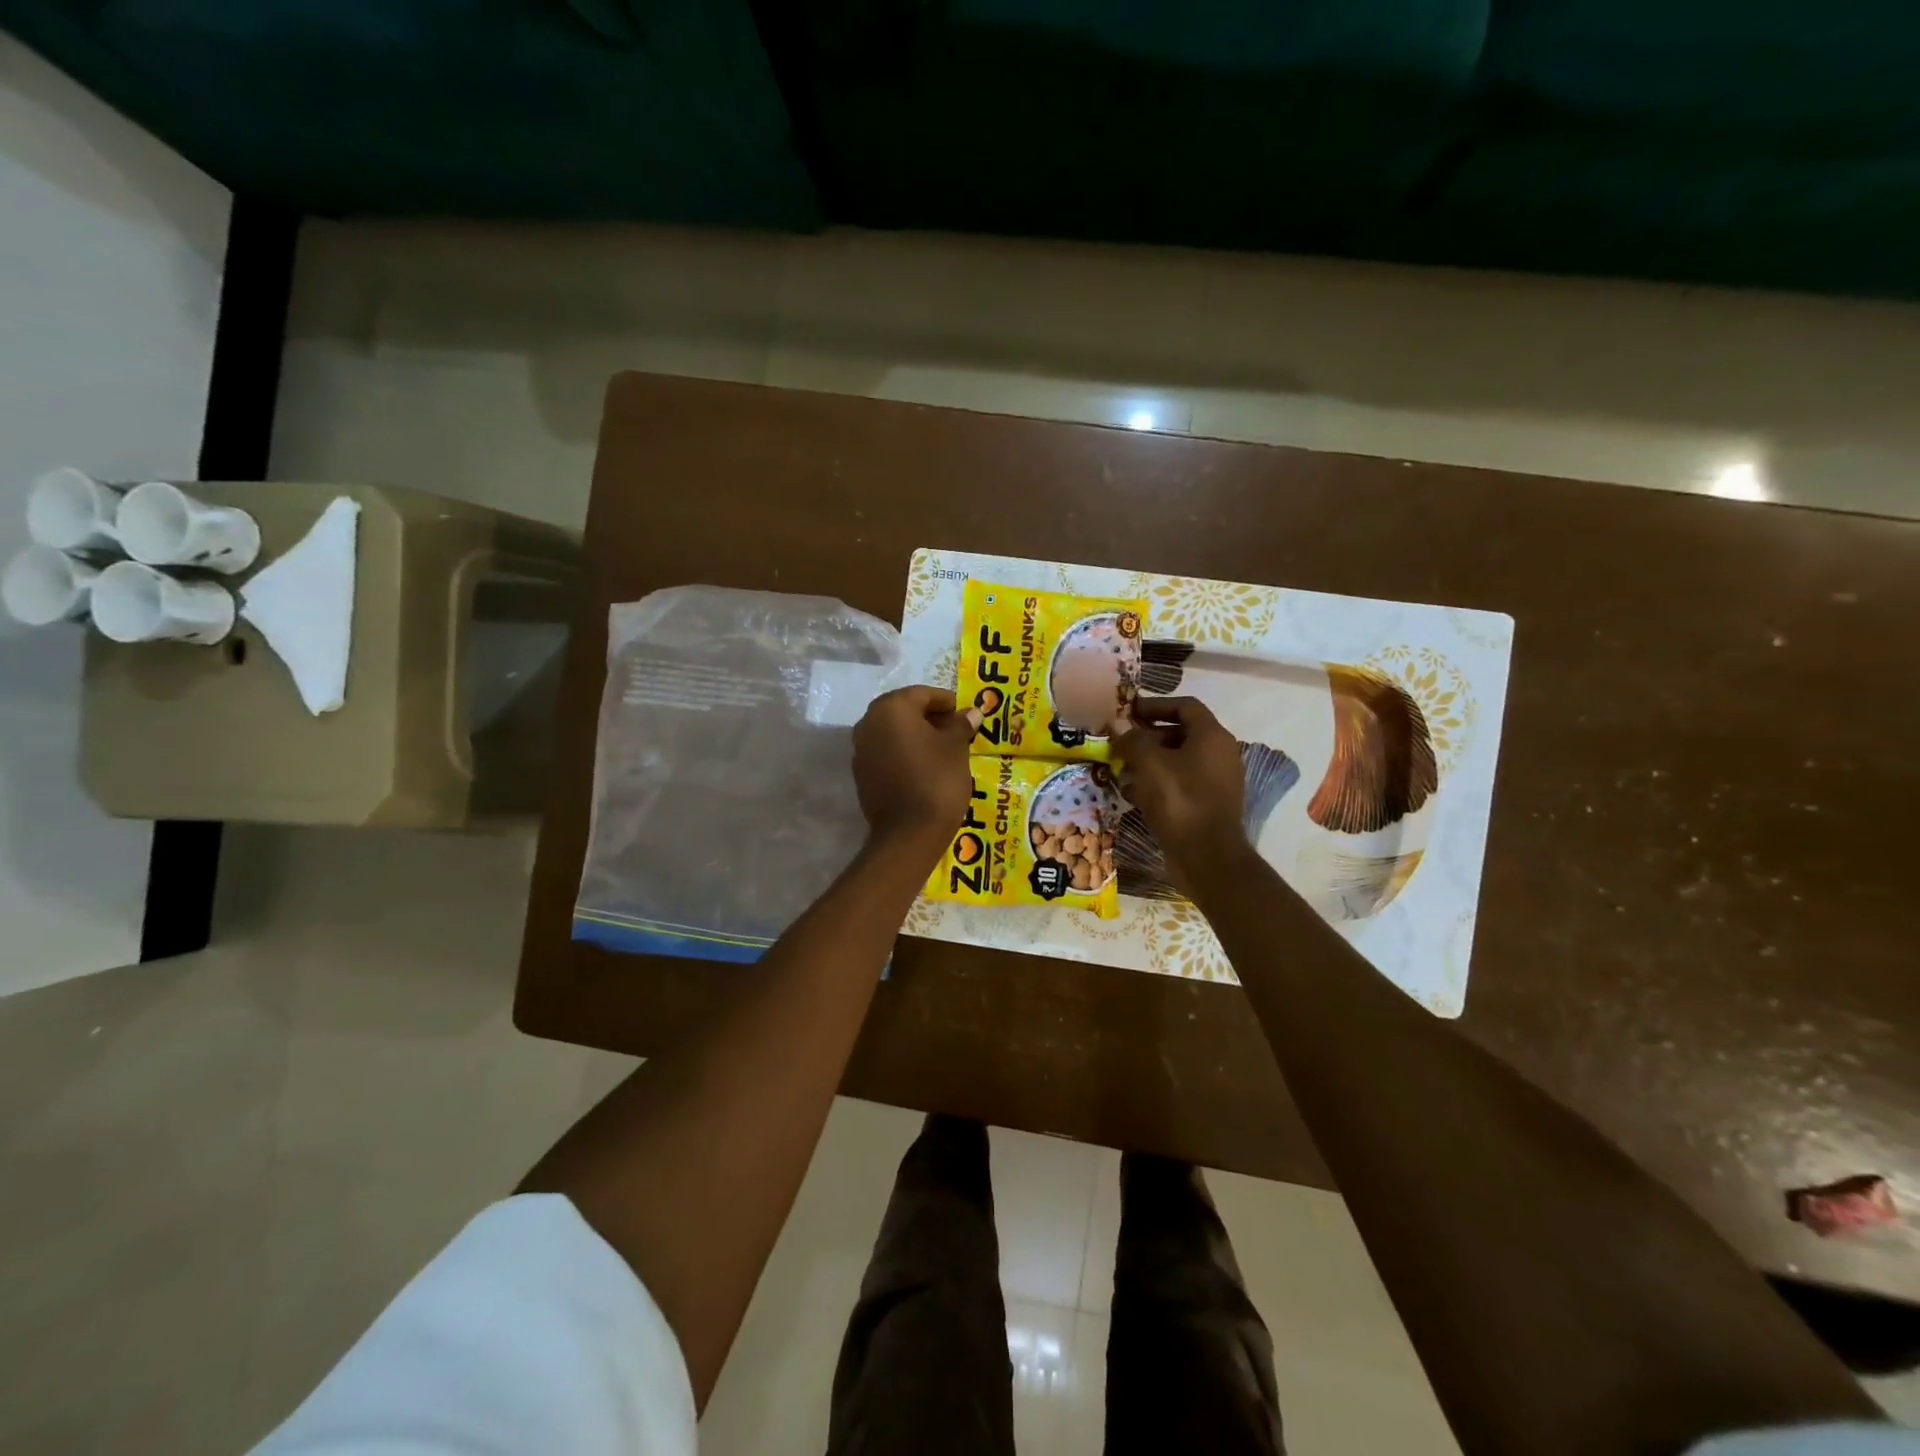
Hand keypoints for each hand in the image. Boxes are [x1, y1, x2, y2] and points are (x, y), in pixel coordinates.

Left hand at [852, 686, 980, 856]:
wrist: (908, 833)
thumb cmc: (937, 780)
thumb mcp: (956, 748)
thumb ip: (960, 725)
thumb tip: (971, 712)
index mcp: (891, 708)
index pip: (922, 694)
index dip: (947, 702)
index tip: (966, 714)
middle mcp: (868, 723)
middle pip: (904, 711)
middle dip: (930, 718)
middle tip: (956, 730)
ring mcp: (860, 750)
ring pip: (893, 733)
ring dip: (916, 736)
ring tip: (943, 750)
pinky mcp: (862, 774)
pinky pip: (886, 753)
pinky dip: (904, 754)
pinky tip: (925, 767)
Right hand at [1114, 697, 1249, 893]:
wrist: (1207, 856)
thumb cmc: (1179, 800)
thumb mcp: (1149, 763)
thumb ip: (1132, 739)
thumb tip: (1117, 726)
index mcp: (1212, 736)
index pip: (1185, 706)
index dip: (1155, 705)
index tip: (1128, 712)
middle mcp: (1220, 754)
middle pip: (1181, 733)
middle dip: (1148, 736)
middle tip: (1120, 743)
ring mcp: (1217, 781)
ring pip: (1178, 761)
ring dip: (1149, 762)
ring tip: (1121, 769)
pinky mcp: (1208, 805)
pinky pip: (1180, 784)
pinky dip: (1157, 783)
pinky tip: (1133, 794)